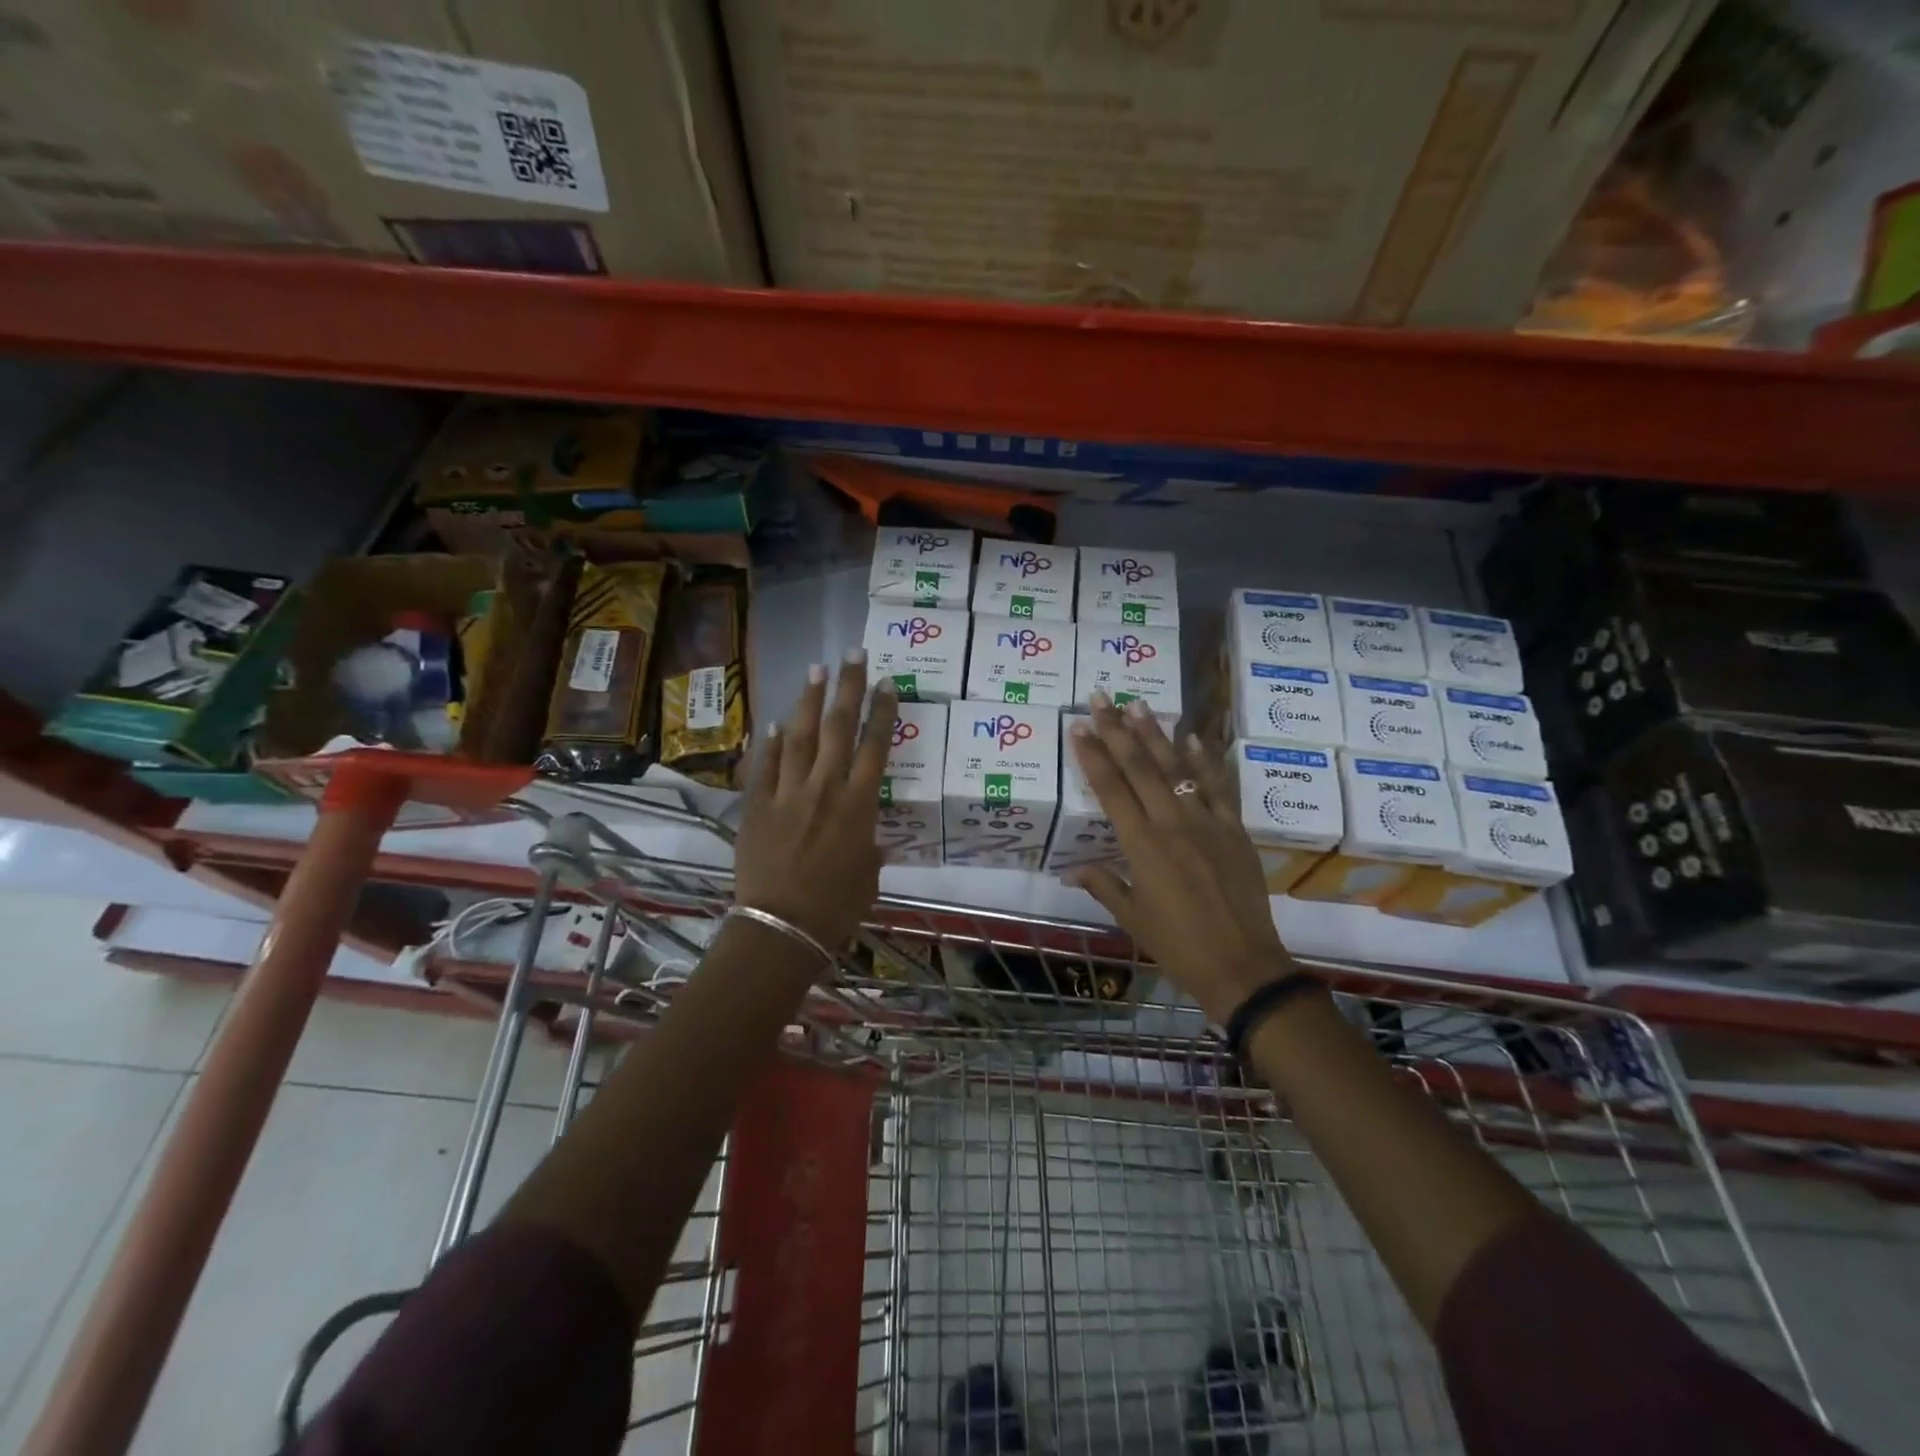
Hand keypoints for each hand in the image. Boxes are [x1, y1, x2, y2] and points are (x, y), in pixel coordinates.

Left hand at [733, 650, 896, 951]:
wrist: (781, 926)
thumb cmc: (837, 907)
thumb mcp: (868, 874)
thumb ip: (869, 846)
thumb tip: (869, 836)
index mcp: (859, 805)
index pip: (875, 745)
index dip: (882, 710)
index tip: (886, 682)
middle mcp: (825, 788)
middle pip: (839, 727)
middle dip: (848, 687)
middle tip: (852, 654)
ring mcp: (788, 792)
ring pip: (801, 735)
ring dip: (809, 701)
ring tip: (816, 670)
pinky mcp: (758, 804)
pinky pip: (766, 764)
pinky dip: (772, 742)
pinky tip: (776, 722)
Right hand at [1065, 693, 1295, 1023]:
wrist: (1243, 965)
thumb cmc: (1178, 946)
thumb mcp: (1131, 917)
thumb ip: (1102, 885)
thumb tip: (1070, 870)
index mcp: (1141, 846)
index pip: (1110, 789)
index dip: (1092, 755)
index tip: (1079, 726)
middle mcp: (1172, 824)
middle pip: (1140, 768)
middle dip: (1118, 730)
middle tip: (1102, 698)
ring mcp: (1207, 823)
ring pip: (1177, 768)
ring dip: (1156, 734)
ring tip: (1139, 704)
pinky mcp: (1235, 830)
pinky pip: (1219, 787)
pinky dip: (1205, 760)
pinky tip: (1192, 736)